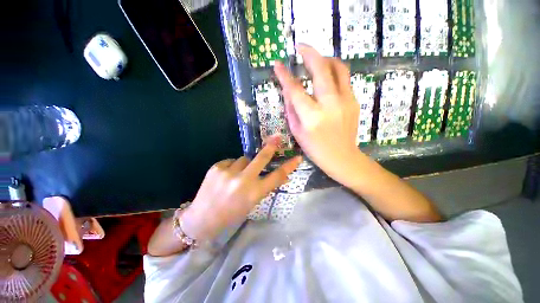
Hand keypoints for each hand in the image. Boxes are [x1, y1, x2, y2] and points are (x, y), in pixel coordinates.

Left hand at [181, 136, 301, 240]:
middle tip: (277, 137)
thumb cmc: (231, 214)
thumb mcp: (252, 203)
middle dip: (270, 147)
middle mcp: (242, 181)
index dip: (288, 166)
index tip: (297, 158)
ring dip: (245, 165)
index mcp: (253, 193)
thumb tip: (280, 176)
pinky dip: (231, 166)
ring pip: (244, 159)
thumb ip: (264, 187)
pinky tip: (225, 177)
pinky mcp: (216, 167)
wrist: (202, 218)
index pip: (276, 177)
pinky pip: (231, 161)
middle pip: (261, 158)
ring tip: (236, 176)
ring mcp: (228, 172)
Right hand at [274, 45, 360, 184]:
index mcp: (311, 117)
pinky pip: (344, 78)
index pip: (295, 90)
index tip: (277, 64)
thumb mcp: (297, 131)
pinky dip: (334, 71)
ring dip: (325, 58)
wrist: (342, 157)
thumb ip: (291, 109)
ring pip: (338, 67)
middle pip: (321, 69)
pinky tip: (326, 76)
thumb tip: (287, 90)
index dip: (284, 75)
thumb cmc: (315, 148)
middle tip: (300, 46)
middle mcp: (330, 105)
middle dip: (309, 52)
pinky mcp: (354, 100)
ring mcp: (346, 101)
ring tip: (316, 59)